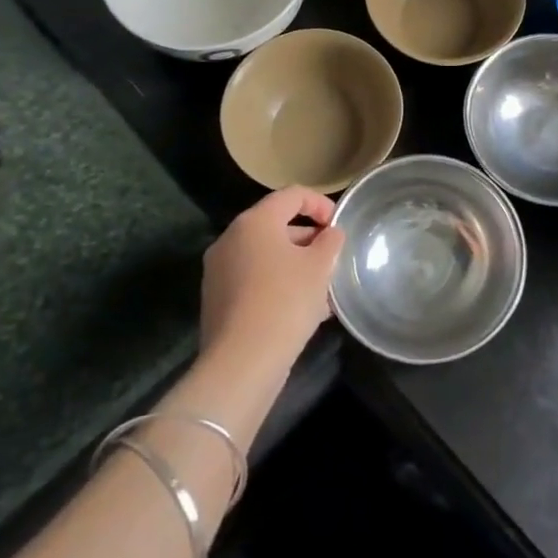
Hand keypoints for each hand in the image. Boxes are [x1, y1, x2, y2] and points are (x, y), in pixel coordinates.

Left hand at [200, 187, 344, 365]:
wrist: (242, 363)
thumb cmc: (286, 301)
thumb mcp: (320, 266)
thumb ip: (330, 242)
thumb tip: (330, 234)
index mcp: (254, 222)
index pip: (292, 194)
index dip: (321, 204)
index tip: (339, 226)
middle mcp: (231, 239)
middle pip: (277, 225)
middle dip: (309, 239)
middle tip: (333, 258)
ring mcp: (219, 270)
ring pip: (267, 256)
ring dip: (296, 264)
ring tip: (324, 288)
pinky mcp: (217, 300)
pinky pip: (255, 279)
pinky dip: (279, 284)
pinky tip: (304, 309)